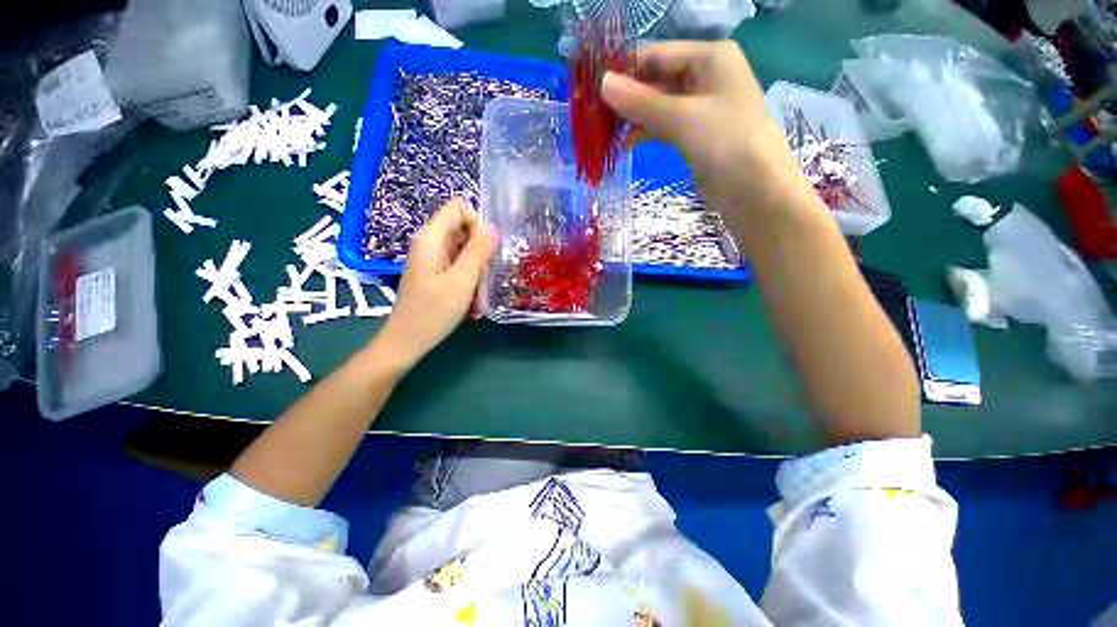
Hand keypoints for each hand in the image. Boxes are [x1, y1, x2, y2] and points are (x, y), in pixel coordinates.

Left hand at [374, 199, 497, 369]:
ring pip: (466, 251)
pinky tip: (474, 302)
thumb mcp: (461, 281)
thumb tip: (493, 228)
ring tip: (479, 296)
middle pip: (464, 230)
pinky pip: (460, 266)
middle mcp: (431, 243)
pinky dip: (470, 281)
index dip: (477, 223)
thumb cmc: (433, 312)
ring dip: (478, 271)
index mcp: (432, 238)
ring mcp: (434, 259)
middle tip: (485, 278)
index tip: (486, 249)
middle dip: (481, 252)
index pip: (459, 207)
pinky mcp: (437, 273)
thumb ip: (478, 252)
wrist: (407, 342)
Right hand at [602, 41, 809, 218]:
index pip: (657, 54)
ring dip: (634, 118)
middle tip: (595, 115)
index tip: (594, 87)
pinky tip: (627, 144)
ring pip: (659, 105)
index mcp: (709, 57)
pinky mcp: (696, 133)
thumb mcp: (680, 118)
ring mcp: (701, 107)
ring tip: (606, 133)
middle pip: (657, 79)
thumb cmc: (724, 142)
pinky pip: (665, 125)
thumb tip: (602, 83)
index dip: (626, 69)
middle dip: (628, 97)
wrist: (753, 189)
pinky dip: (646, 132)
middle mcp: (705, 76)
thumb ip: (641, 102)